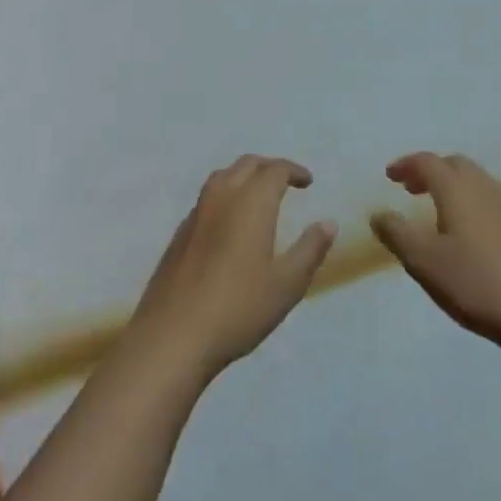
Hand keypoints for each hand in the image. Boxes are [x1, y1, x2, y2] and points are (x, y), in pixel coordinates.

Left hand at [126, 155, 336, 383]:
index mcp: (251, 203)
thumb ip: (309, 250)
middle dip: (269, 167)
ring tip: (259, 196)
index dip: (293, 170)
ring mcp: (196, 214)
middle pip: (246, 165)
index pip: (274, 170)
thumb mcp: (286, 284)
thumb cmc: (238, 308)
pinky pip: (207, 199)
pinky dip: (225, 196)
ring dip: (244, 176)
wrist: (173, 335)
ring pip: (222, 177)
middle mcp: (221, 197)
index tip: (308, 181)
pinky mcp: (179, 234)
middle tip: (287, 182)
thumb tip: (328, 223)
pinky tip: (230, 223)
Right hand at [371, 152, 500, 349]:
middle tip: (410, 188)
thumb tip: (378, 213)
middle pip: (455, 165)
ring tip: (435, 210)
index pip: (427, 162)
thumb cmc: (475, 282)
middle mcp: (484, 189)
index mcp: (457, 189)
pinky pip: (489, 202)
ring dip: (451, 186)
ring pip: (475, 182)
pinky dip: (469, 203)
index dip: (406, 165)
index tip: (389, 176)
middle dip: (430, 171)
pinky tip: (465, 233)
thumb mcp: (422, 260)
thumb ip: (396, 232)